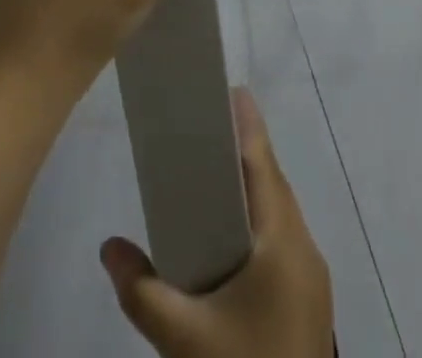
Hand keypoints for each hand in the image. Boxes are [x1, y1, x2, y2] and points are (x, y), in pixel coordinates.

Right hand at [100, 89, 333, 357]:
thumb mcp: (184, 340)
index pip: (264, 163)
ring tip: (212, 178)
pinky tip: (230, 240)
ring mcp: (313, 282)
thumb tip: (108, 247)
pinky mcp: (310, 307)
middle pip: (274, 185)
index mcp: (285, 242)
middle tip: (206, 130)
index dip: (248, 123)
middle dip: (245, 153)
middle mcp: (306, 251)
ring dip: (252, 191)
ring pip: (281, 216)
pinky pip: (283, 243)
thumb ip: (142, 291)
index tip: (228, 89)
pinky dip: (258, 224)